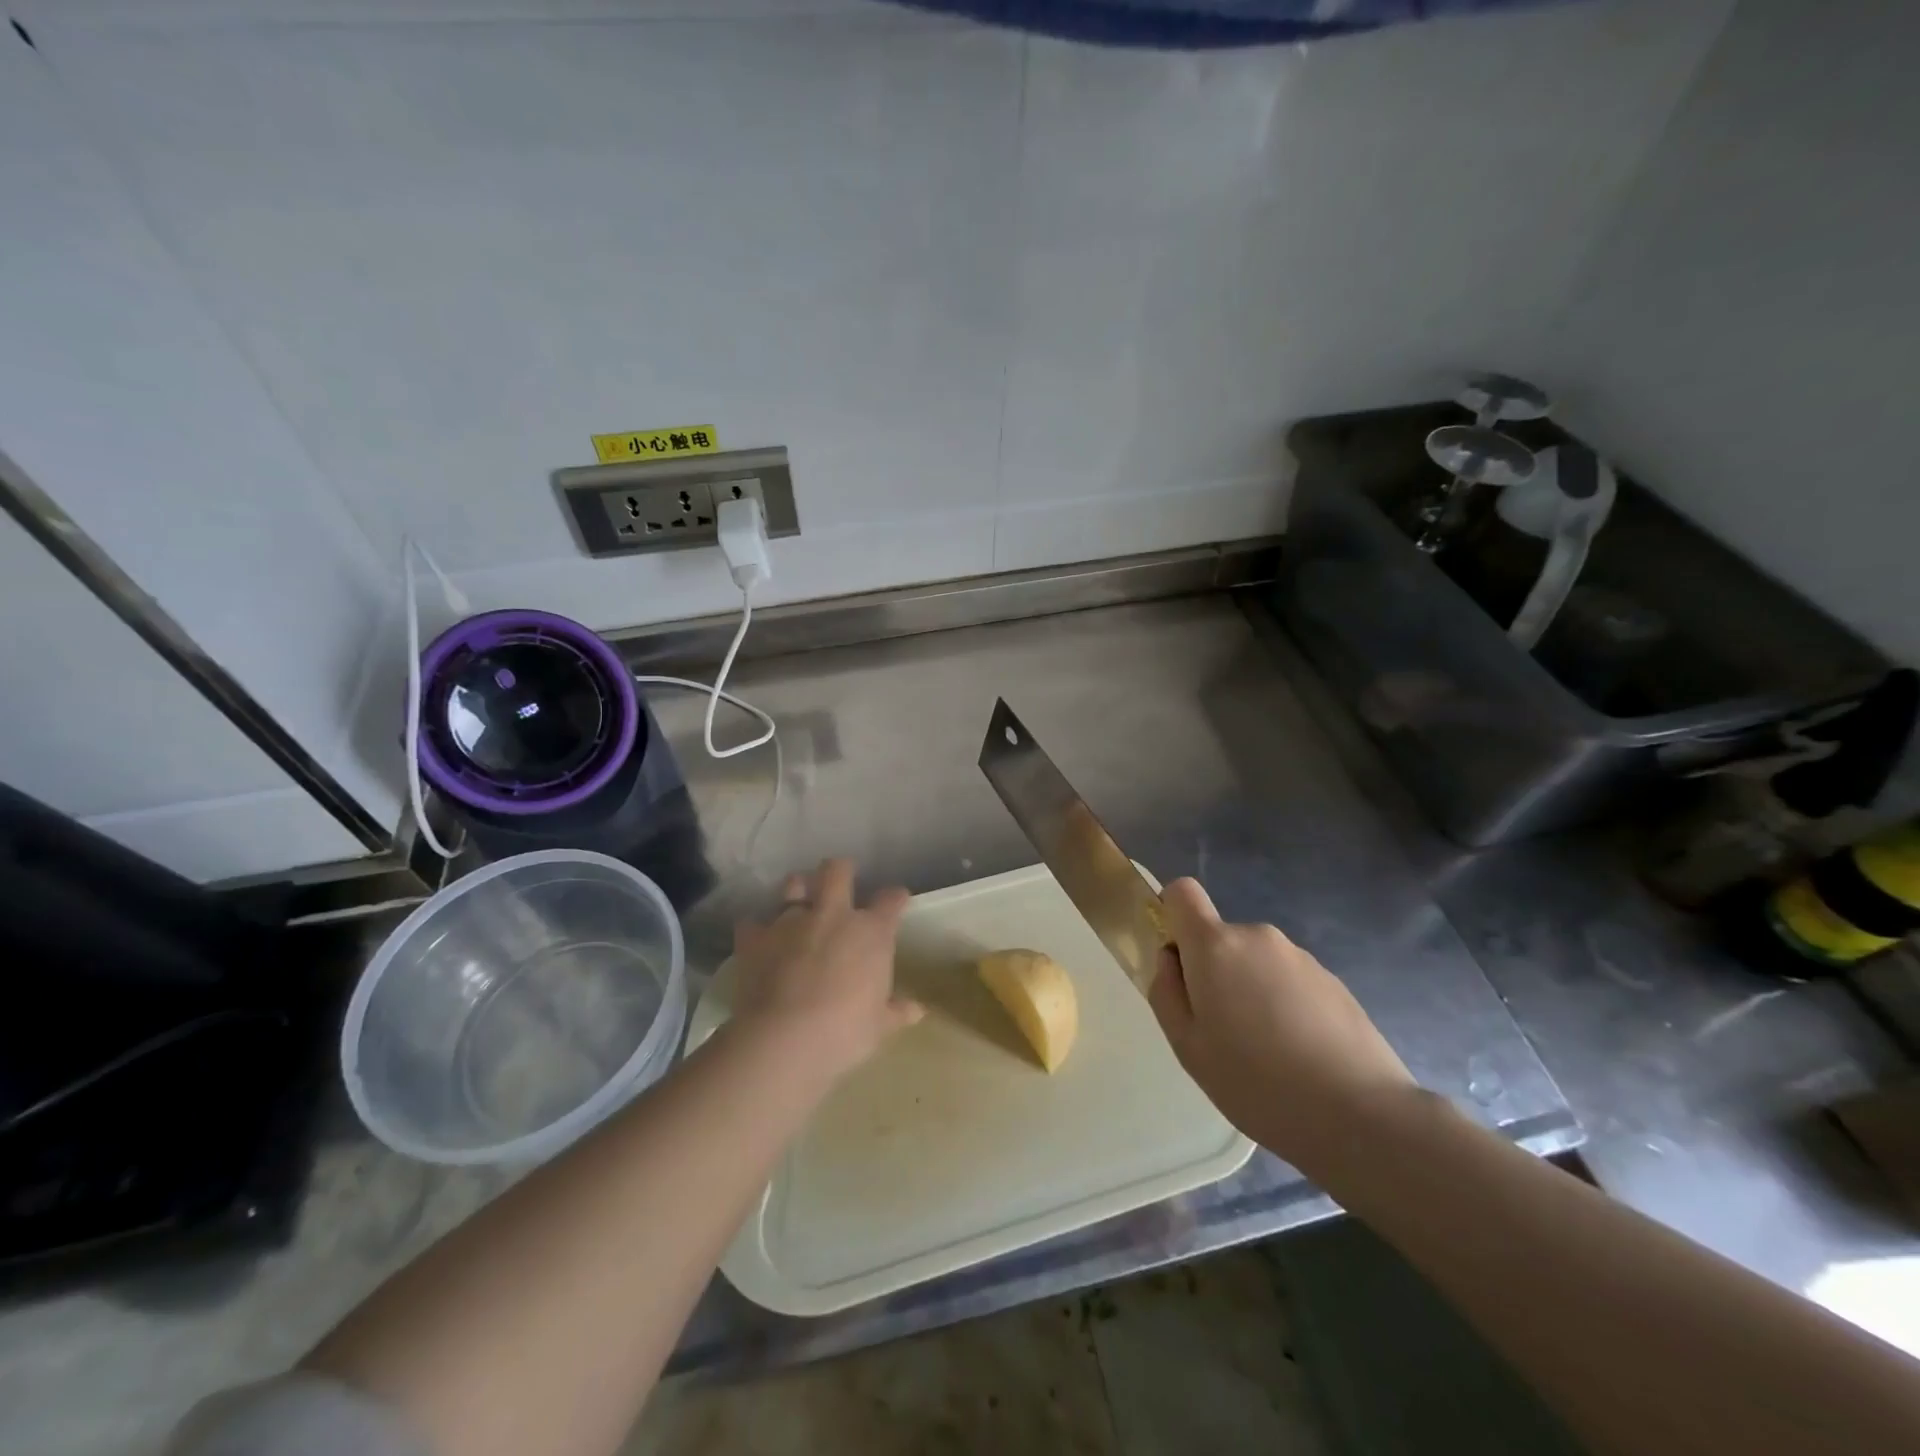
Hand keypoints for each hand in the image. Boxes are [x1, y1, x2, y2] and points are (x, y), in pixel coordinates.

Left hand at [727, 858, 923, 1079]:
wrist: (784, 1039)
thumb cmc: (845, 1031)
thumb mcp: (878, 1026)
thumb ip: (896, 1011)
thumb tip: (917, 1010)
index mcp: (871, 933)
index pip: (890, 901)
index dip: (895, 897)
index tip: (897, 899)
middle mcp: (833, 915)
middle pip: (837, 871)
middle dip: (841, 870)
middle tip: (841, 879)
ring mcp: (791, 922)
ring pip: (793, 884)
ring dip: (797, 889)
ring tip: (798, 901)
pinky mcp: (756, 938)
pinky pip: (752, 923)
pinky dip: (757, 929)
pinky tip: (758, 938)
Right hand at [1148, 877, 1415, 1172]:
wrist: (1360, 1115)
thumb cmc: (1255, 1081)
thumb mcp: (1187, 1046)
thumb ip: (1166, 992)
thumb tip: (1171, 960)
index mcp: (1215, 946)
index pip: (1182, 893)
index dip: (1171, 915)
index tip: (1177, 960)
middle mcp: (1258, 937)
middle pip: (1220, 939)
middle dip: (1214, 973)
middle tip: (1223, 1032)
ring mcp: (1301, 957)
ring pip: (1256, 963)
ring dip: (1251, 991)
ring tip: (1267, 1052)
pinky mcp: (1334, 981)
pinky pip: (1290, 981)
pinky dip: (1285, 1006)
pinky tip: (1300, 1055)